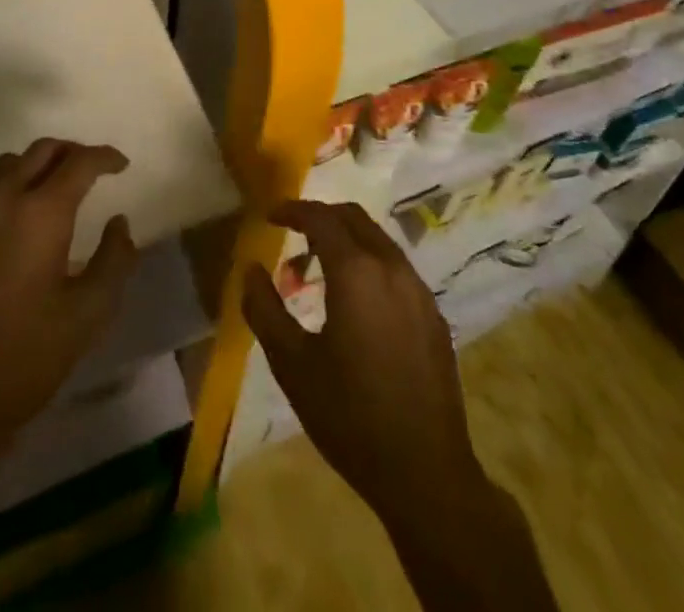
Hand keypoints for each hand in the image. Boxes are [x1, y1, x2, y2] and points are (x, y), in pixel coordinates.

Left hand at [0, 139, 138, 466]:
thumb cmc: (24, 359)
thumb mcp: (88, 315)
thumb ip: (115, 260)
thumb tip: (118, 222)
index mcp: (42, 214)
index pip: (81, 162)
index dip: (105, 157)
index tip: (120, 166)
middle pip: (42, 150)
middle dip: (71, 153)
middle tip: (87, 172)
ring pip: (4, 166)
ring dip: (32, 169)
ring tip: (44, 193)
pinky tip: (0, 221)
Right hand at [241, 200, 482, 523]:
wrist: (425, 472)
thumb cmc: (350, 416)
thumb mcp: (293, 365)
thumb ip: (265, 309)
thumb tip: (250, 269)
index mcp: (357, 272)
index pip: (321, 219)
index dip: (293, 210)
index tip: (271, 216)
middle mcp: (392, 267)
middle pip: (354, 218)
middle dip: (321, 217)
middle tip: (293, 235)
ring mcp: (419, 289)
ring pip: (378, 240)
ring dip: (346, 241)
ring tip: (318, 270)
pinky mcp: (433, 314)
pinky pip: (396, 268)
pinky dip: (369, 264)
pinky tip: (356, 302)